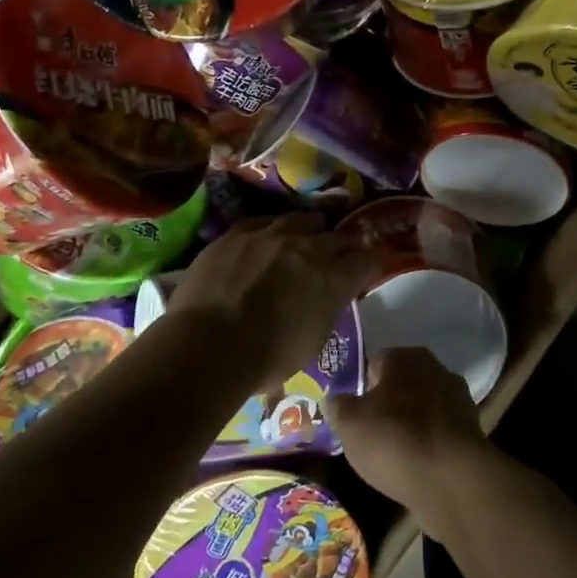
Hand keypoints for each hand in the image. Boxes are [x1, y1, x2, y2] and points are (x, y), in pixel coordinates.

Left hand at [166, 215, 381, 393]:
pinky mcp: (237, 233)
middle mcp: (308, 248)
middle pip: (337, 236)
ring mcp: (271, 235)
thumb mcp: (312, 342)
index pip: (367, 260)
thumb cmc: (265, 359)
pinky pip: (263, 222)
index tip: (368, 269)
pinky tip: (267, 238)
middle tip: (338, 257)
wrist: (206, 346)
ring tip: (305, 238)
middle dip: (342, 246)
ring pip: (302, 219)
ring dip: (309, 230)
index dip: (370, 264)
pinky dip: (272, 230)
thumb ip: (325, 311)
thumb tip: (324, 301)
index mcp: (333, 279)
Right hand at [327, 348, 494, 534]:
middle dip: (387, 405)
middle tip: (369, 433)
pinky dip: (428, 444)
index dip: (361, 388)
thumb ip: (338, 407)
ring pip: (422, 408)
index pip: (375, 364)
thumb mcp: (350, 424)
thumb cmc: (394, 440)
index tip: (352, 414)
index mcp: (406, 357)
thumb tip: (334, 399)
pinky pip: (438, 432)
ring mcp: (458, 399)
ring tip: (391, 454)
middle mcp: (436, 368)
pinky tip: (415, 465)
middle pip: (401, 385)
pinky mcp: (471, 430)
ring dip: (410, 425)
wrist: (451, 479)